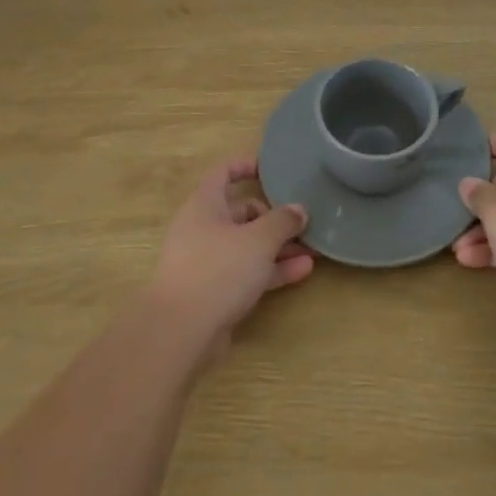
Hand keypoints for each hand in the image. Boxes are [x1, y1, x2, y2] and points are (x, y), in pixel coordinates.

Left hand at [149, 159, 313, 357]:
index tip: (274, 169)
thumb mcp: (258, 239)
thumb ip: (282, 221)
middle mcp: (202, 228)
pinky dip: (272, 270)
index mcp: (204, 204)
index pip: (224, 172)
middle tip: (304, 221)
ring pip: (247, 245)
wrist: (181, 330)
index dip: (247, 166)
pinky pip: (248, 272)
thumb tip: (298, 209)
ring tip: (313, 248)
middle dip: (274, 216)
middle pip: (240, 212)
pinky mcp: (214, 291)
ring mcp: (207, 261)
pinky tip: (302, 271)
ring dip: (279, 246)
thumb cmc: (219, 269)